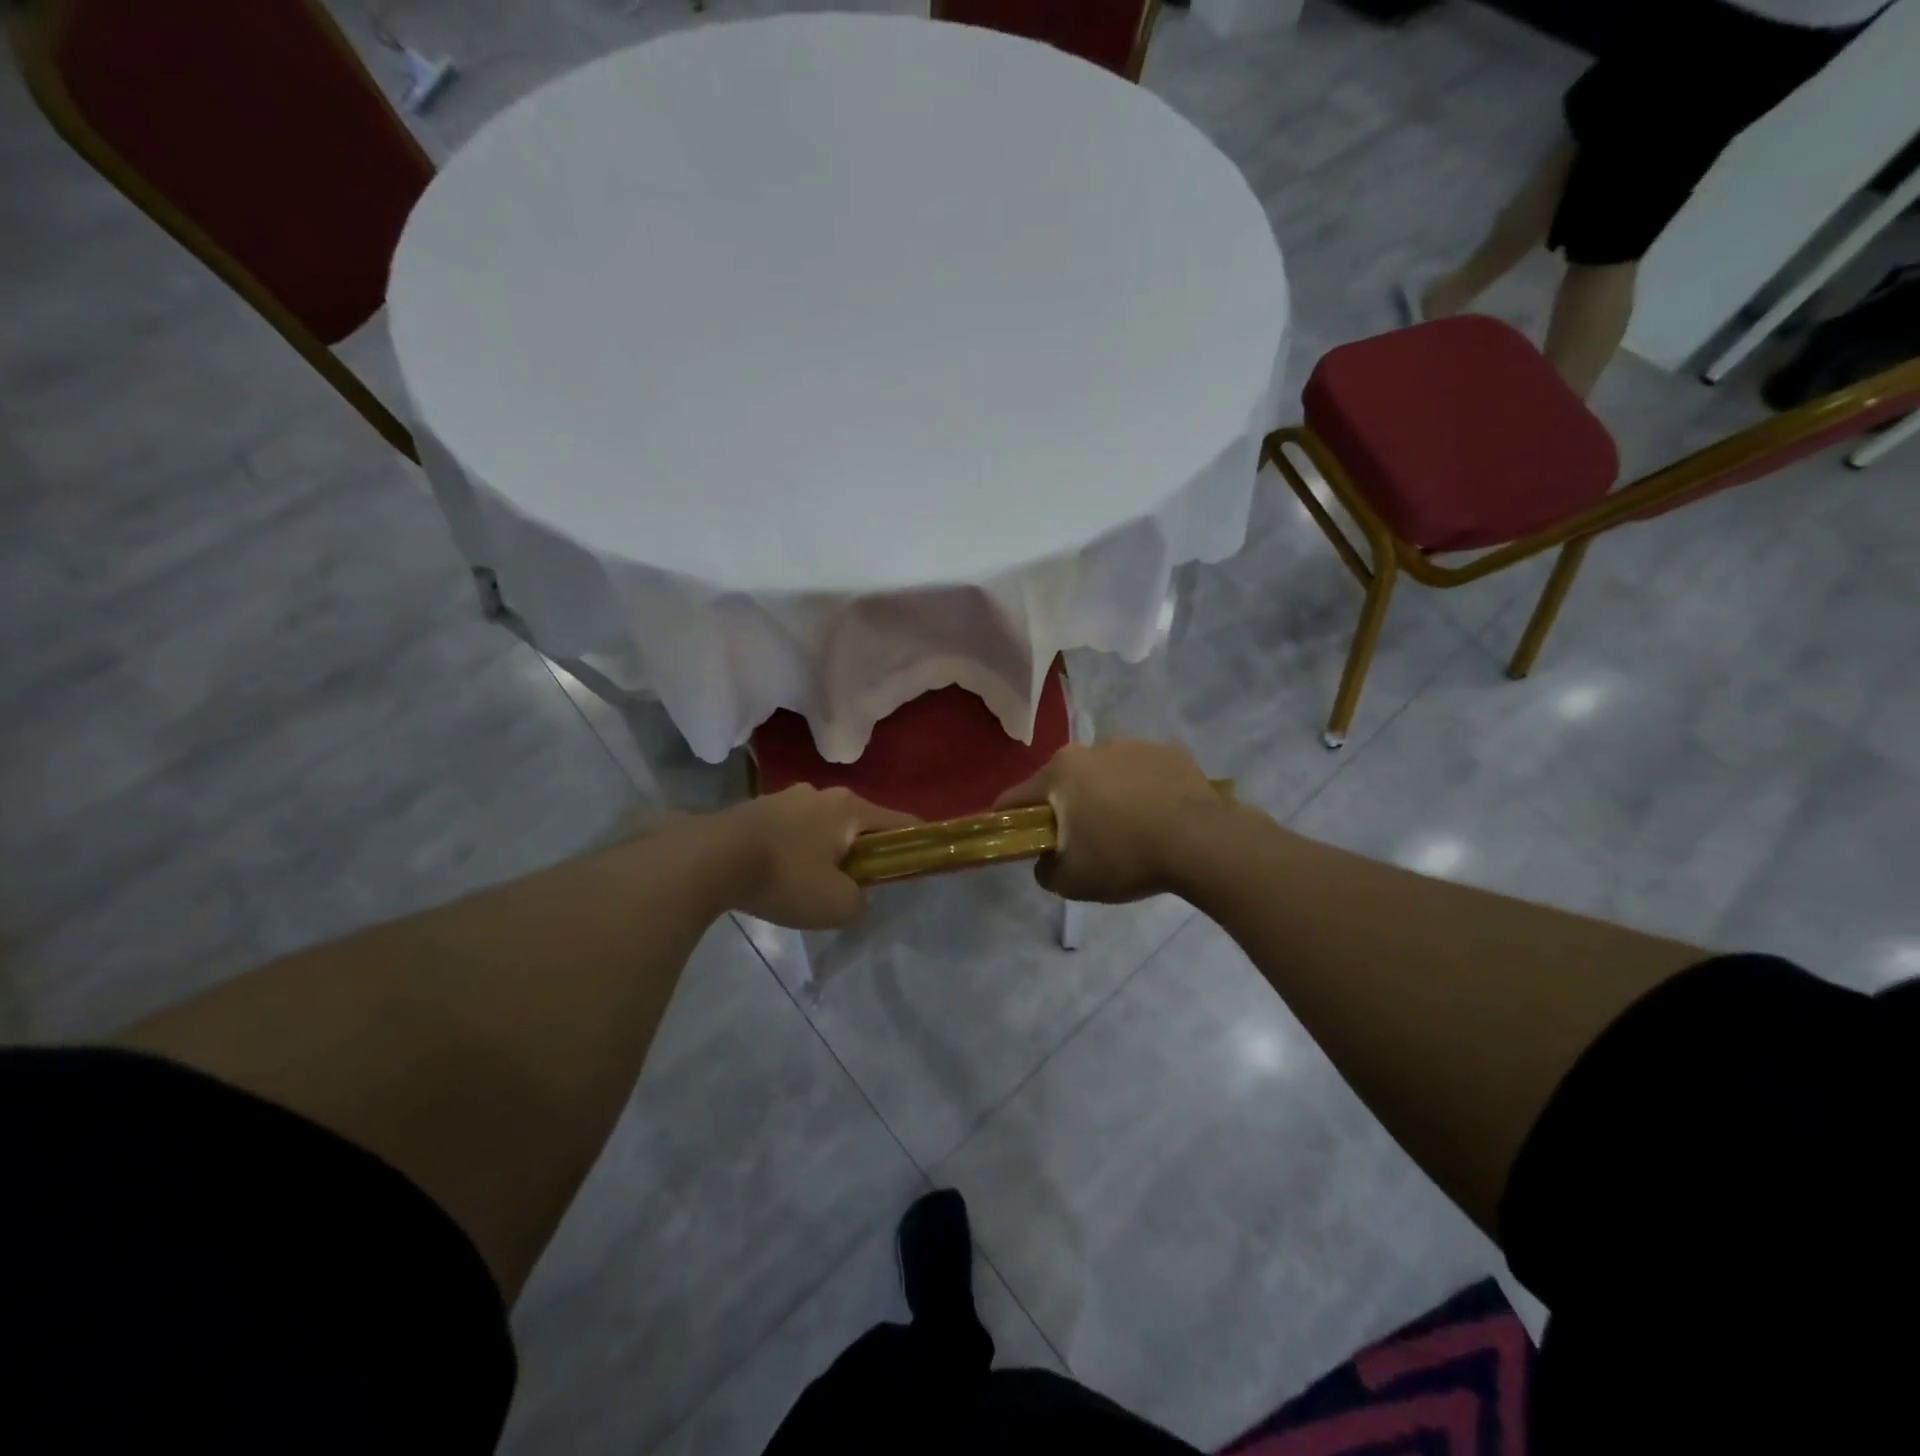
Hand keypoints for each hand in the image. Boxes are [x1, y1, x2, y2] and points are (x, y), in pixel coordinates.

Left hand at [716, 786, 915, 928]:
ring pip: (820, 826)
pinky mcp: (755, 809)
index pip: (899, 822)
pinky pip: (789, 831)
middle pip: (857, 823)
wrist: (710, 859)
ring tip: (810, 884)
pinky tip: (778, 876)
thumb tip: (853, 895)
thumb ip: (859, 901)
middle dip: (861, 851)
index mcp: (850, 808)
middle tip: (855, 884)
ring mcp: (785, 797)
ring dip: (823, 851)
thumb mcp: (836, 905)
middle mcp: (822, 793)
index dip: (914, 842)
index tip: (918, 862)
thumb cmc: (786, 876)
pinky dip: (793, 851)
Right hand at [993, 741, 1226, 902]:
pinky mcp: (1171, 752)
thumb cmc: (1126, 857)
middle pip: (1064, 782)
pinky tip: (1159, 818)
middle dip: (1066, 808)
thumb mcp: (1072, 881)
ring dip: (1106, 796)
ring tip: (1129, 831)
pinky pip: (1144, 774)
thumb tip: (1046, 860)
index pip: (1017, 797)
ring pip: (1106, 774)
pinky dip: (1144, 791)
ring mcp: (1135, 745)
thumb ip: (1045, 870)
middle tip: (1082, 842)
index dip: (1011, 822)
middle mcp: (1093, 748)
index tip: (1019, 841)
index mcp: (1061, 771)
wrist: (1203, 843)